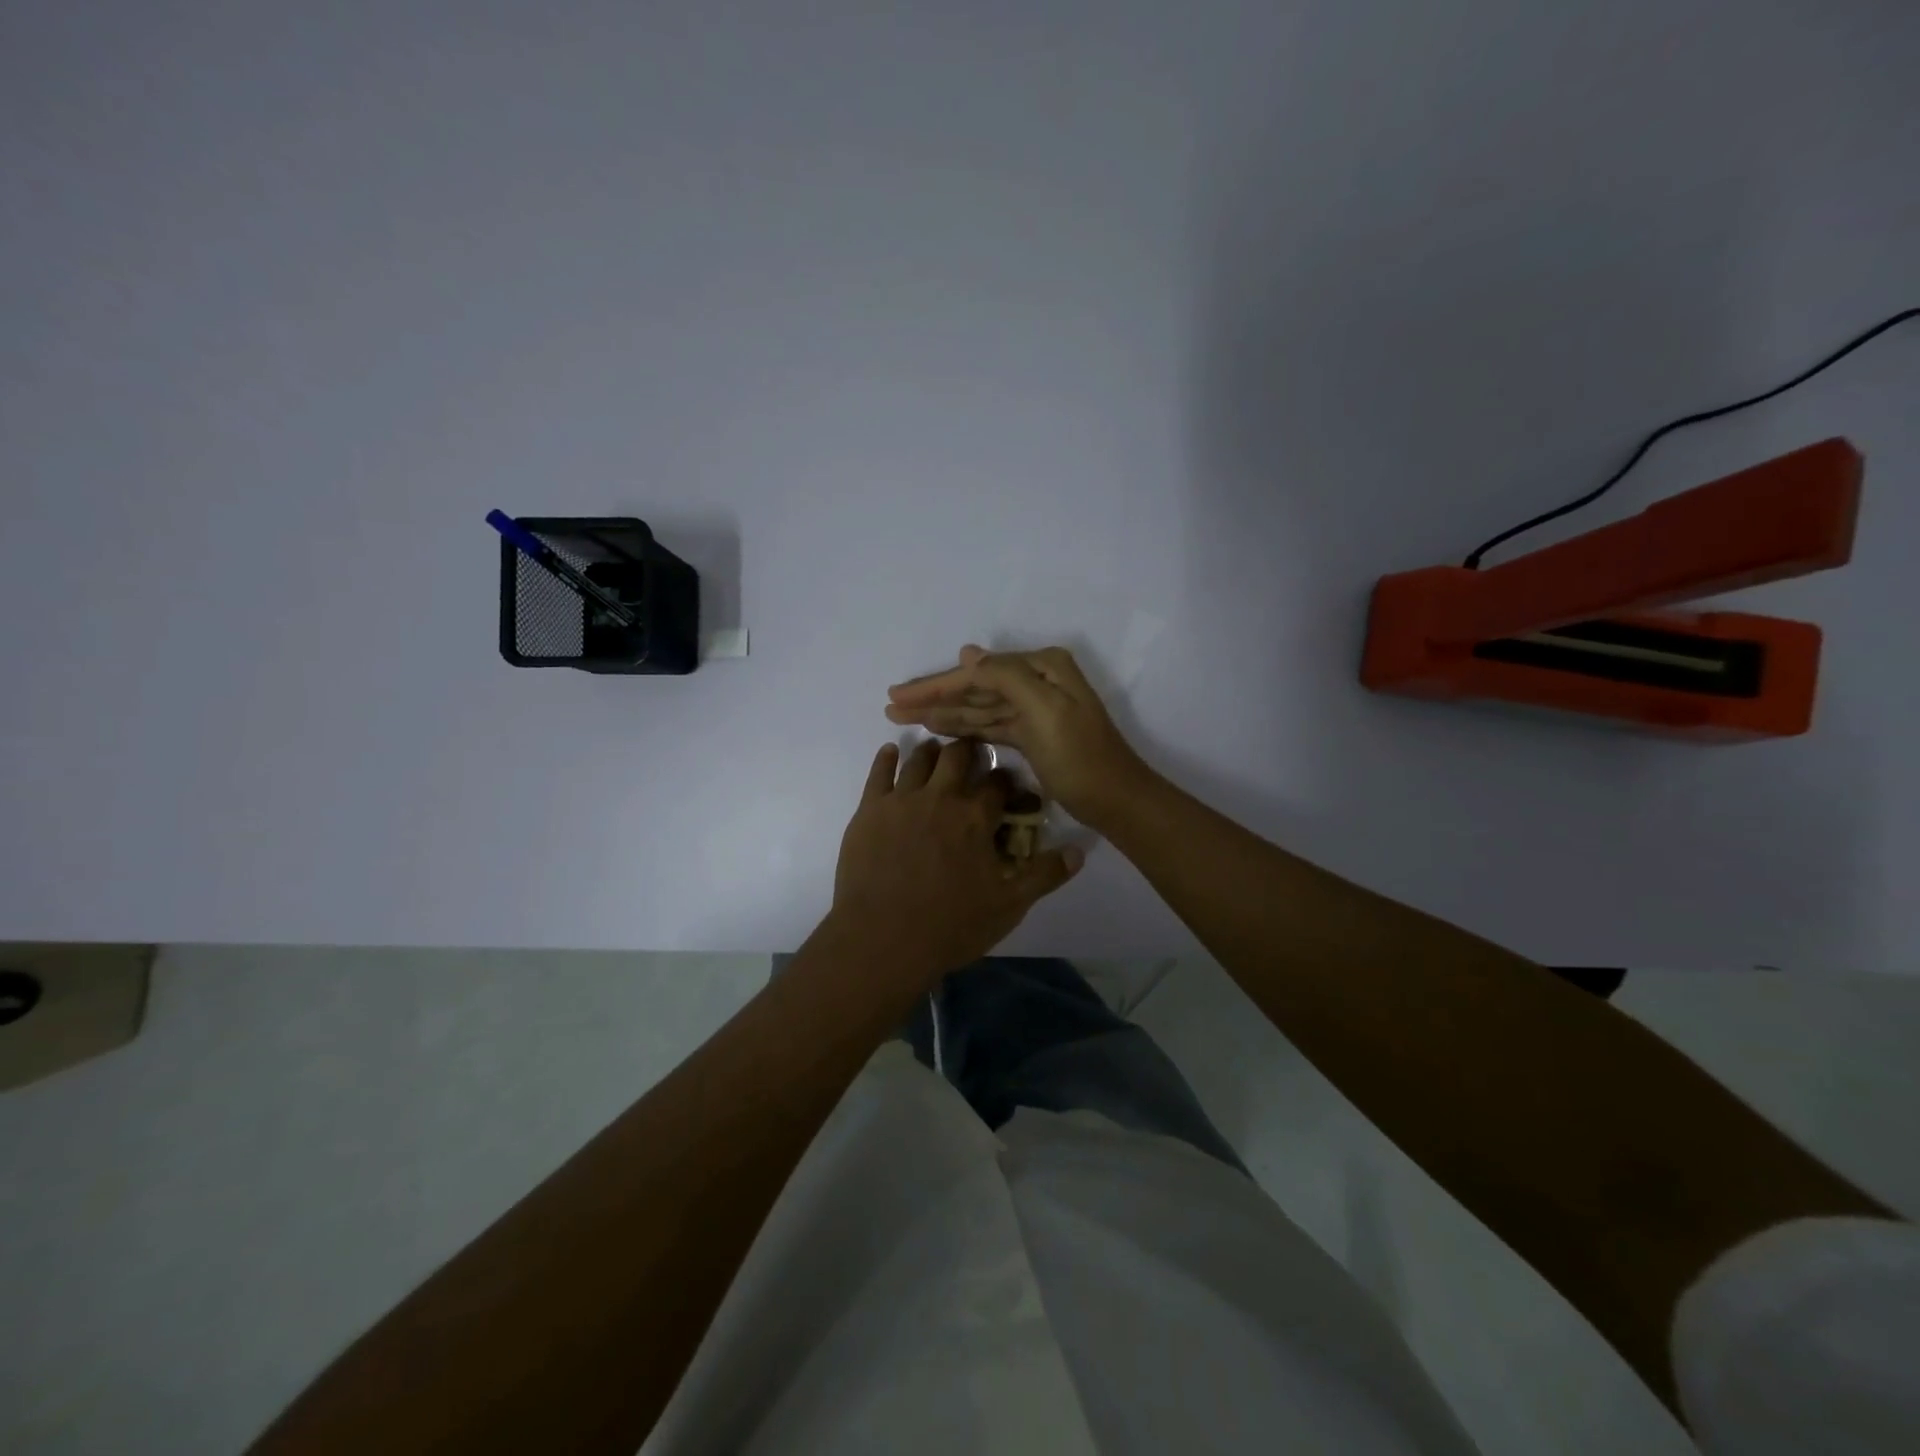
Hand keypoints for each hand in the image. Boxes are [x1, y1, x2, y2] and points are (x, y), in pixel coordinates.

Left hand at [831, 737, 1082, 981]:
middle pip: (957, 757)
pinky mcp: (869, 810)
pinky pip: (878, 773)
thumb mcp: (1008, 905)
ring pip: (919, 759)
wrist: (883, 939)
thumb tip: (1080, 852)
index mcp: (975, 817)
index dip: (1006, 780)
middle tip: (971, 755)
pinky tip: (890, 751)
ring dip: (931, 751)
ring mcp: (901, 800)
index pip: (998, 783)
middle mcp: (940, 797)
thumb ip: (1044, 875)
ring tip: (936, 751)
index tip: (1009, 785)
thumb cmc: (950, 925)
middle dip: (969, 751)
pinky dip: (886, 758)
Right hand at [885, 646, 1151, 826]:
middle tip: (891, 705)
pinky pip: (989, 724)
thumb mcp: (1044, 710)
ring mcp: (1033, 708)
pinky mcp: (1030, 734)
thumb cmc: (1079, 756)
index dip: (936, 683)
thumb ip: (1006, 677)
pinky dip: (963, 727)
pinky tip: (937, 728)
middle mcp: (1036, 681)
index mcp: (1042, 668)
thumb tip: (968, 652)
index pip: (977, 672)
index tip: (897, 694)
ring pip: (978, 707)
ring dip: (942, 711)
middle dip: (933, 696)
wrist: (1115, 800)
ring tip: (903, 717)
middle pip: (975, 687)